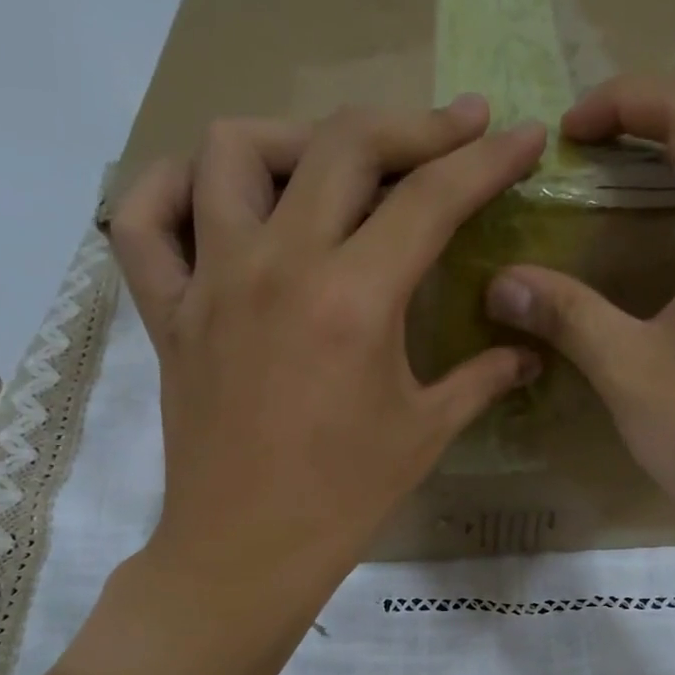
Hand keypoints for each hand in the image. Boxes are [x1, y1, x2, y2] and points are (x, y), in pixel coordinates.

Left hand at [109, 98, 547, 594]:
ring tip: (329, 169)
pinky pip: (144, 220)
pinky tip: (216, 200)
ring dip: (293, 139)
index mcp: (354, 300)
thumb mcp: (426, 432)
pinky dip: (173, 189)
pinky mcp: (168, 310)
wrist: (249, 550)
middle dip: (411, 125)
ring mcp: (212, 281)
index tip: (523, 136)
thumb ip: (483, 378)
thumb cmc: (346, 498)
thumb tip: (530, 351)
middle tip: (450, 137)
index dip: (488, 159)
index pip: (431, 198)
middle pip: (343, 144)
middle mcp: (278, 266)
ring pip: (233, 151)